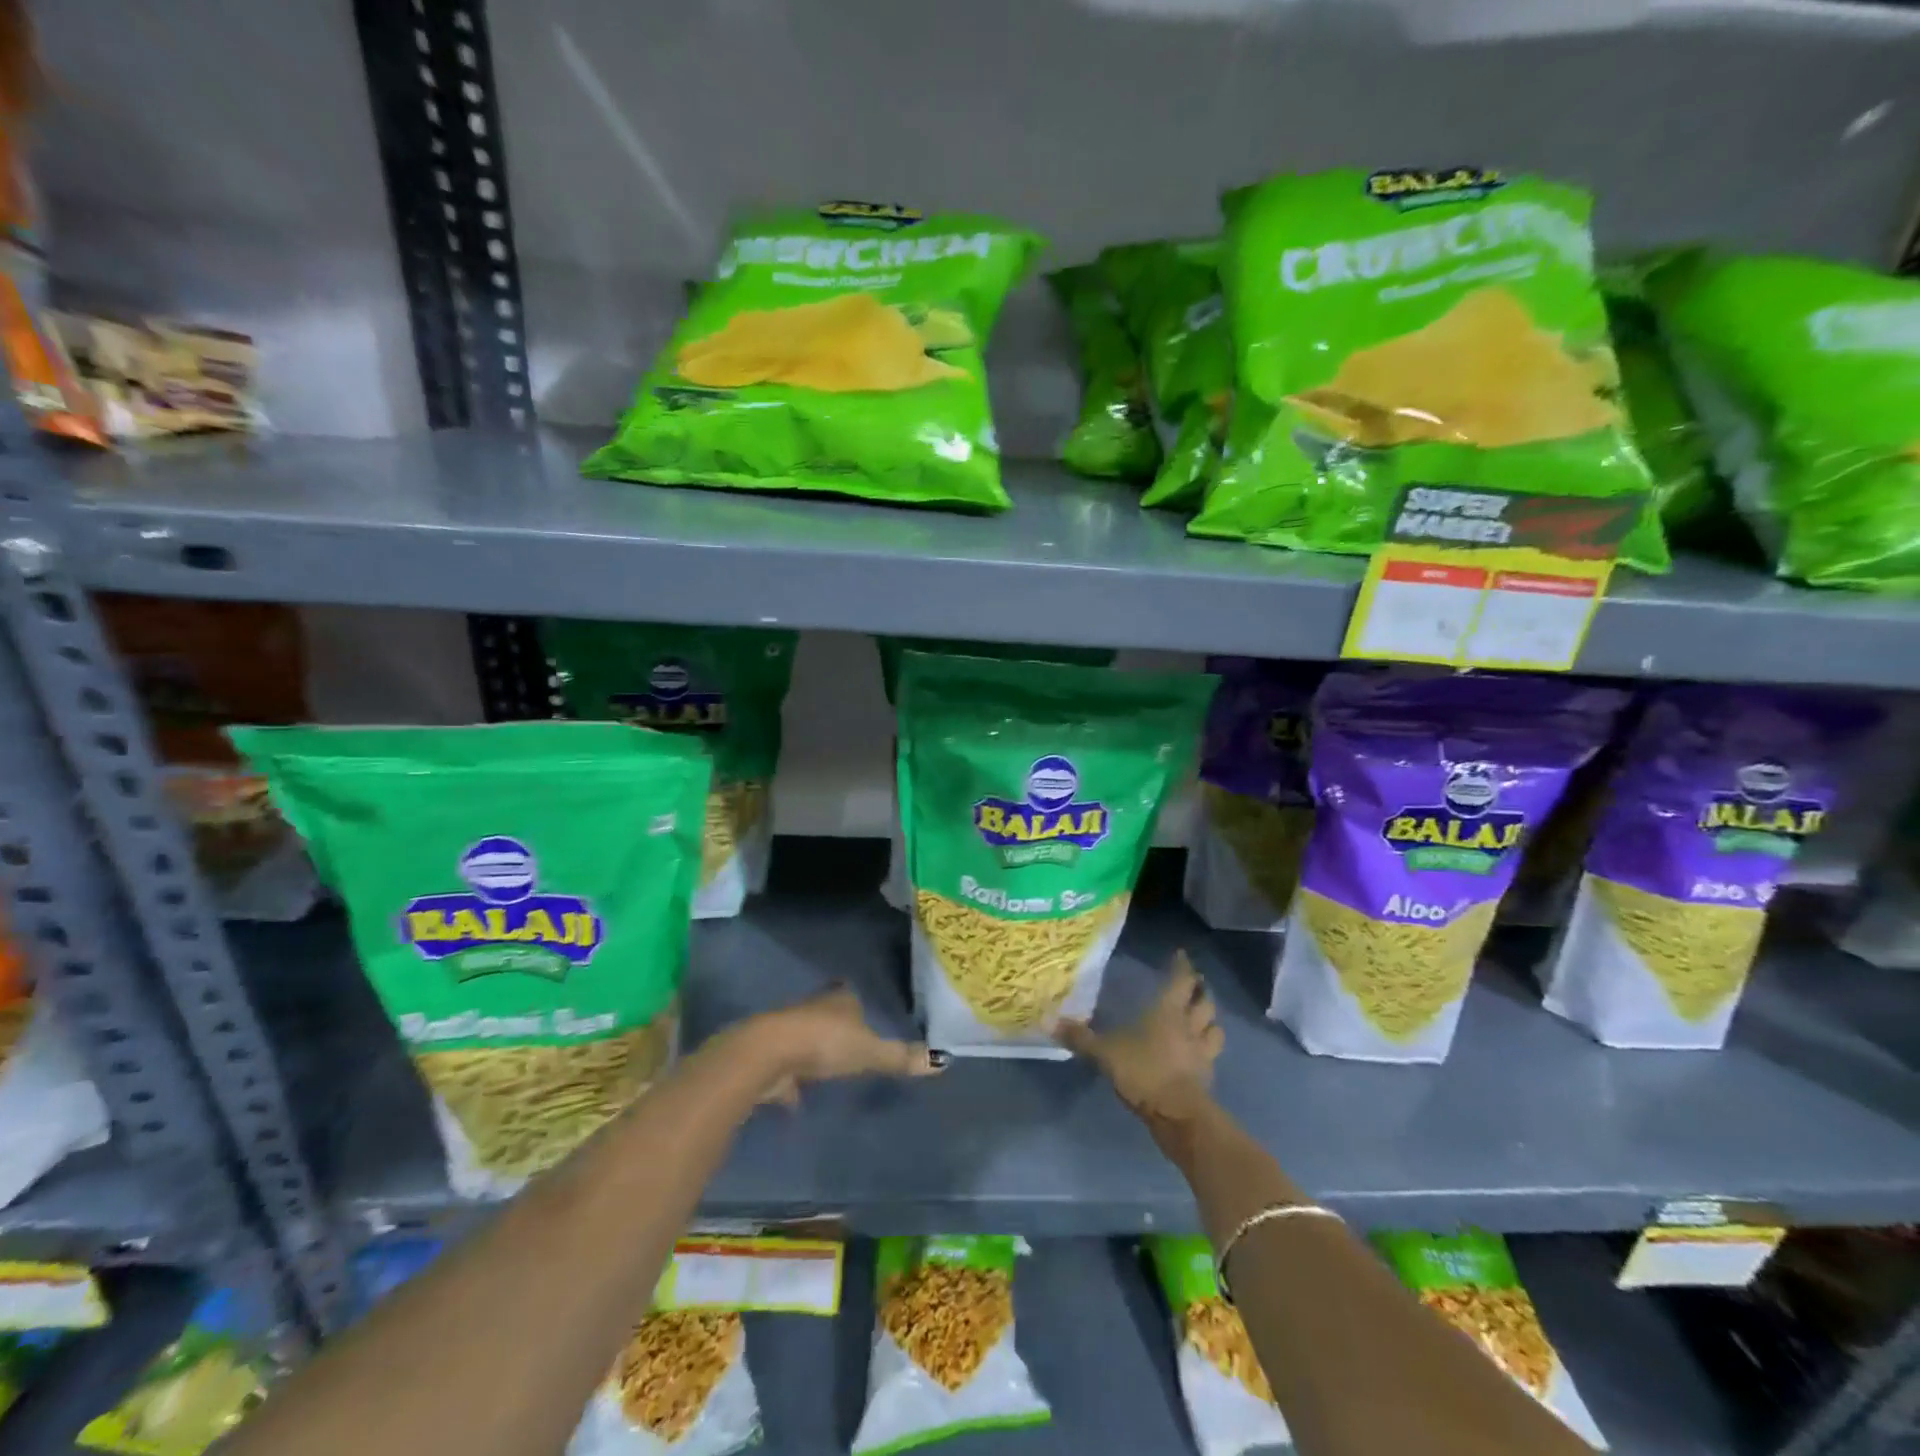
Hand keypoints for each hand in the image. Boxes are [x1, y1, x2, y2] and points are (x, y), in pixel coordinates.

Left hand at [745, 985, 943, 1105]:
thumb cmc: (824, 1043)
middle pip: (827, 1013)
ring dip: (814, 1050)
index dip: (856, 1003)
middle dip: (836, 1025)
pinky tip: (799, 1096)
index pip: (849, 994)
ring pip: (806, 1037)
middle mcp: (812, 1008)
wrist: (768, 1055)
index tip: (865, 1013)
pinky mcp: (770, 1057)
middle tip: (851, 1042)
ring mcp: (788, 1031)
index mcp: (839, 999)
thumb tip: (942, 1061)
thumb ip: (900, 1057)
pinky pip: (787, 1067)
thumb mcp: (869, 1051)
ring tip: (829, 1067)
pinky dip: (793, 1079)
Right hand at [1056, 950, 1221, 1123]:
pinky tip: (1198, 1054)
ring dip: (1210, 1020)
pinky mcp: (1207, 1076)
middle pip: (1204, 1002)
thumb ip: (1081, 1038)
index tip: (1182, 955)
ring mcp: (1202, 1052)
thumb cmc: (1143, 1071)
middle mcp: (1189, 1026)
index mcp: (1167, 1012)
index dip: (1182, 967)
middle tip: (1194, 985)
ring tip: (1203, 1018)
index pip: (1181, 981)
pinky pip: (1211, 1056)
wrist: (1177, 1114)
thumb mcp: (1104, 1053)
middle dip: (1200, 991)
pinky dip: (1207, 1050)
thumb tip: (1050, 1022)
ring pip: (1215, 1028)